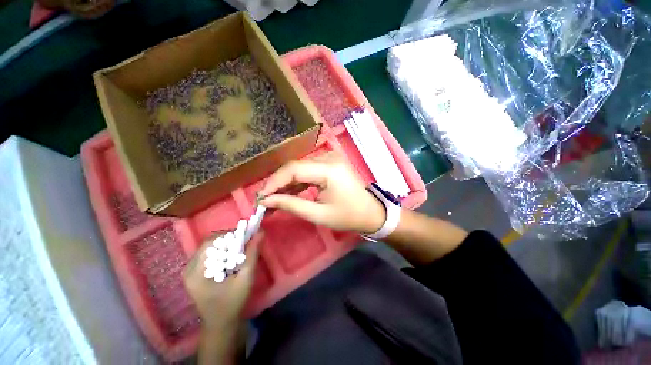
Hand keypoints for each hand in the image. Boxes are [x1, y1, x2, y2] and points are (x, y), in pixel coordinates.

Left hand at [183, 233, 261, 330]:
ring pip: (209, 247)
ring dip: (226, 244)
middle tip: (244, 242)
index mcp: (196, 272)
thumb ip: (252, 253)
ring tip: (239, 249)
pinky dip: (222, 250)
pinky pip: (209, 254)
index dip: (229, 235)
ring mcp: (190, 271)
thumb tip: (260, 232)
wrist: (221, 323)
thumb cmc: (233, 302)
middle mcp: (189, 269)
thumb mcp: (246, 278)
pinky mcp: (195, 273)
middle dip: (229, 239)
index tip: (246, 236)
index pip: (211, 242)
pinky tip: (231, 258)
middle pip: (209, 243)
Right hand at [259, 152, 385, 233]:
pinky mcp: (329, 164)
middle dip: (278, 183)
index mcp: (329, 169)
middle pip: (295, 167)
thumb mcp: (318, 214)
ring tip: (273, 199)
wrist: (370, 213)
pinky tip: (287, 193)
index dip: (274, 182)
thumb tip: (266, 201)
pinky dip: (297, 181)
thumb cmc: (348, 216)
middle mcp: (329, 158)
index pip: (294, 169)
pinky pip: (308, 170)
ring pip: (299, 168)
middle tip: (264, 200)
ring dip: (286, 183)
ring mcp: (330, 159)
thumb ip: (291, 205)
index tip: (260, 198)